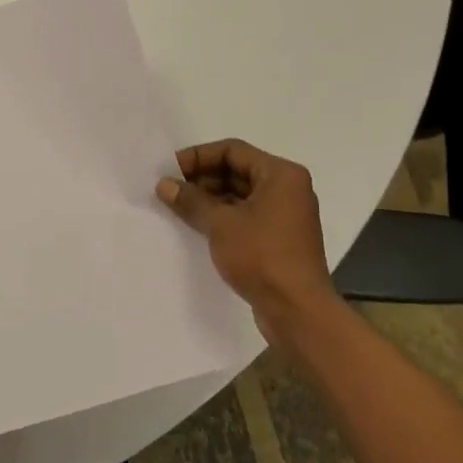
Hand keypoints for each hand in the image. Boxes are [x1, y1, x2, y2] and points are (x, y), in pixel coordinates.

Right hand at [158, 139, 338, 342]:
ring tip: (178, 207)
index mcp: (281, 174)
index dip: (198, 156)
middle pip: (237, 170)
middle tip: (170, 189)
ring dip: (210, 198)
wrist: (298, 312)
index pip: (233, 150)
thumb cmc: (262, 257)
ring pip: (240, 194)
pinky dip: (222, 216)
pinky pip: (246, 215)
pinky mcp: (279, 238)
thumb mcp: (221, 224)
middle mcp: (287, 188)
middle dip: (202, 178)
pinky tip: (197, 226)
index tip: (170, 169)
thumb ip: (191, 200)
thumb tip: (164, 184)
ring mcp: (285, 214)